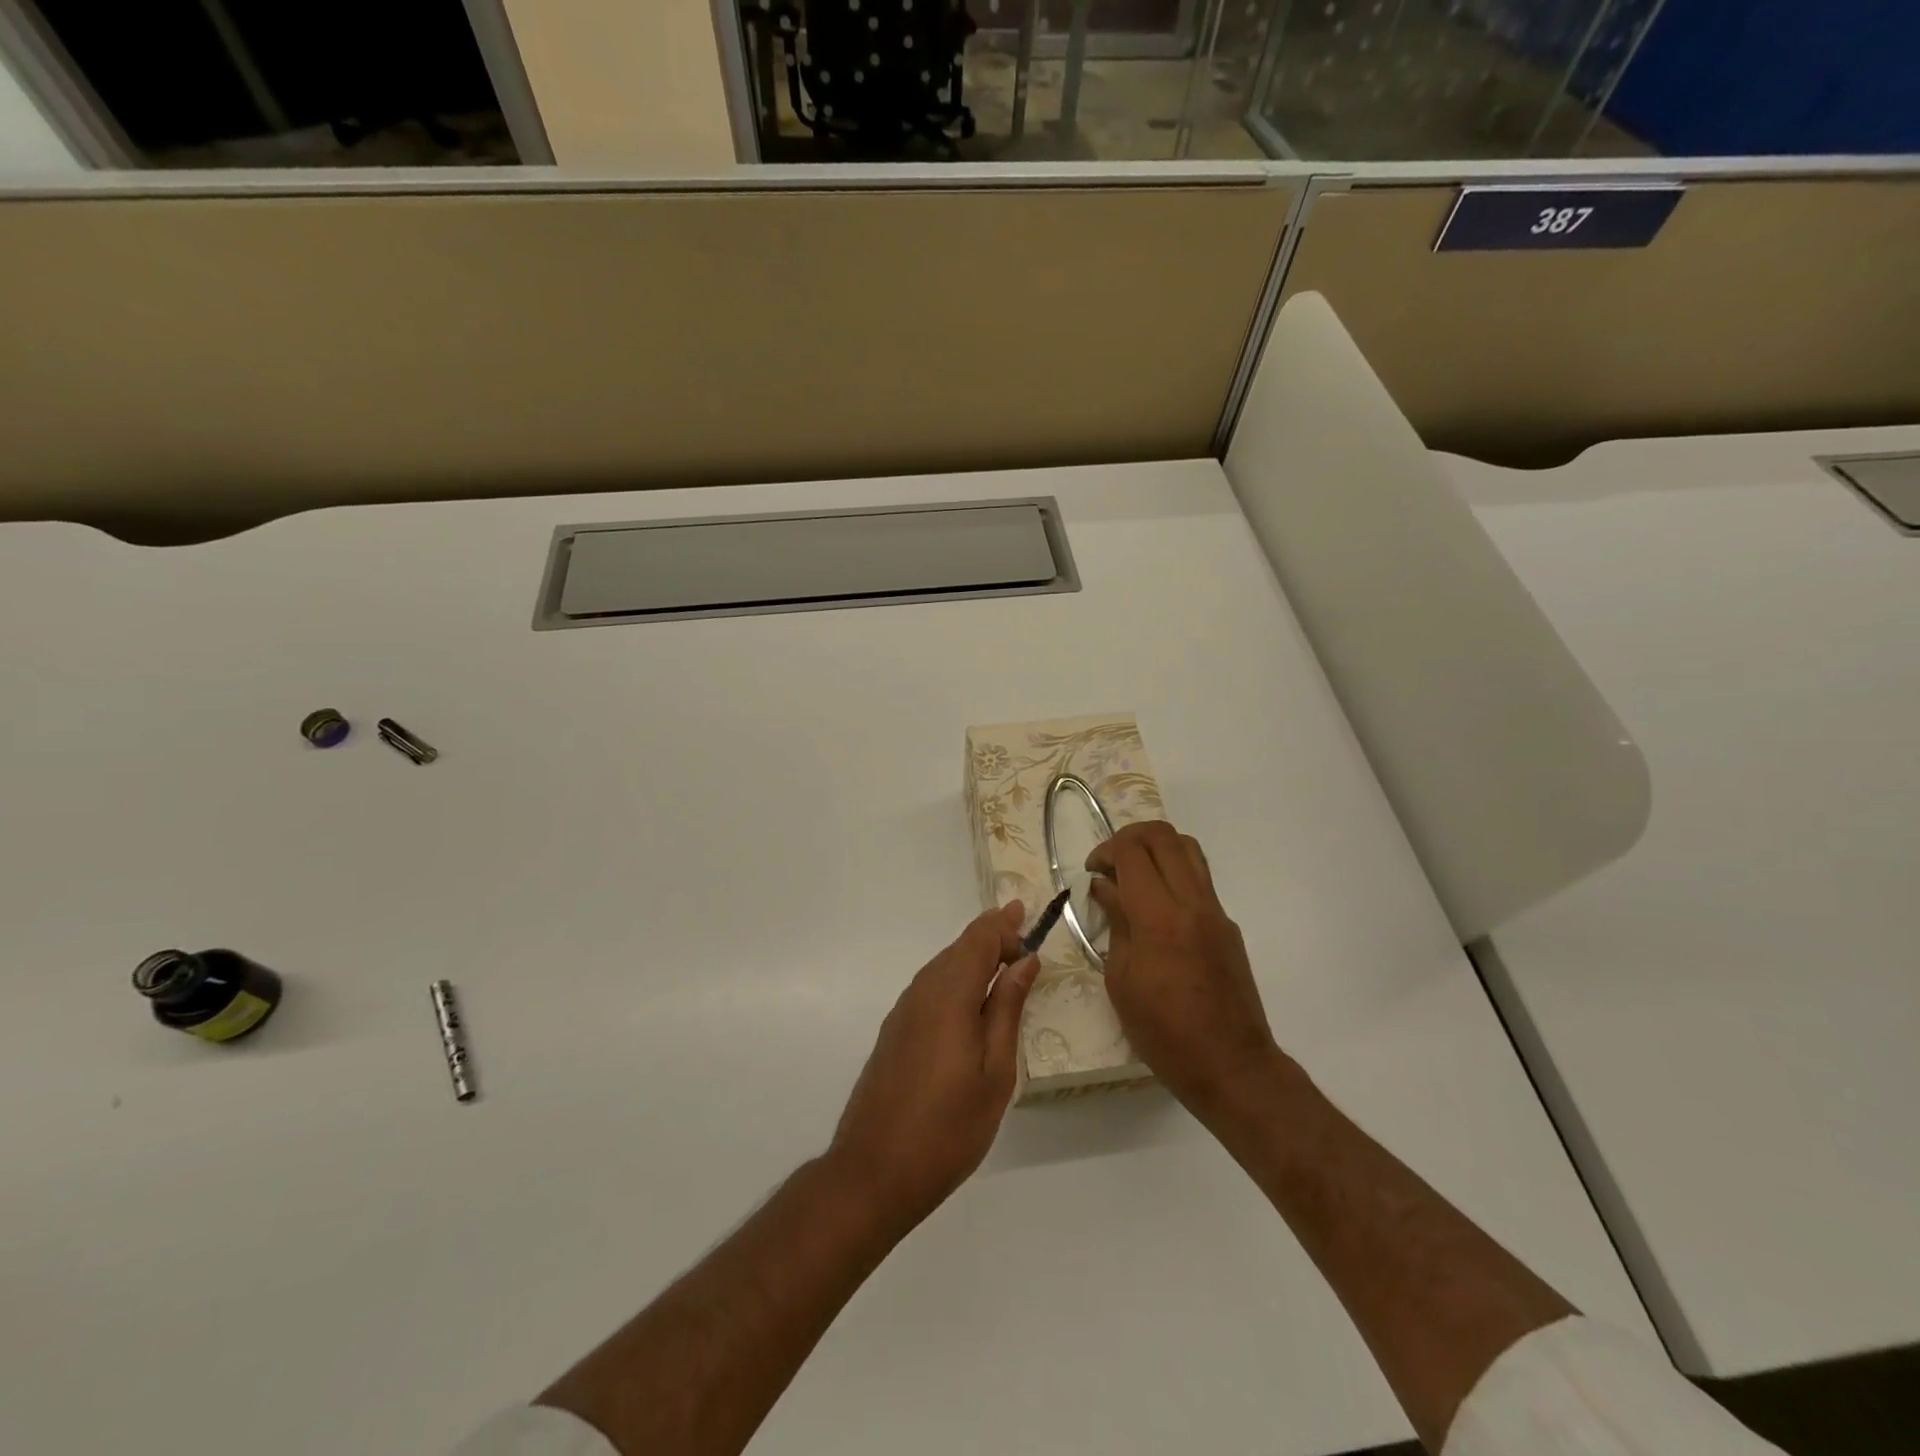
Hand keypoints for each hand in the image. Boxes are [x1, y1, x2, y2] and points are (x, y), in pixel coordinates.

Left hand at [829, 903, 1038, 1230]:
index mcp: (949, 995)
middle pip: (959, 948)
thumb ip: (1007, 1009)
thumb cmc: (948, 1127)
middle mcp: (922, 992)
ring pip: (943, 967)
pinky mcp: (895, 1032)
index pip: (978, 940)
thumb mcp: (995, 1072)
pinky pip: (930, 988)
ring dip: (973, 958)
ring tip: (1003, 962)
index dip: (1003, 924)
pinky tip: (971, 1002)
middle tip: (1022, 934)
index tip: (1027, 915)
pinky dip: (955, 979)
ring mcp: (903, 1012)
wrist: (874, 1171)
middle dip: (990, 937)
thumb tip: (1024, 962)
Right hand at [1086, 822, 1282, 1114]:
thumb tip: (1105, 887)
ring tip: (1134, 874)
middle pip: (1163, 836)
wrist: (1232, 1065)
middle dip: (1129, 837)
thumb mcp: (1121, 980)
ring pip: (1188, 848)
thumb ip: (1115, 923)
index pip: (1132, 852)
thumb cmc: (1164, 1033)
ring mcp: (1215, 911)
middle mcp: (1191, 903)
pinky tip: (1156, 905)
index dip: (1106, 850)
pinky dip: (1173, 872)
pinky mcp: (1227, 924)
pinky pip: (1199, 877)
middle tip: (1110, 863)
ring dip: (1156, 848)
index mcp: (1159, 918)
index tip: (1093, 871)